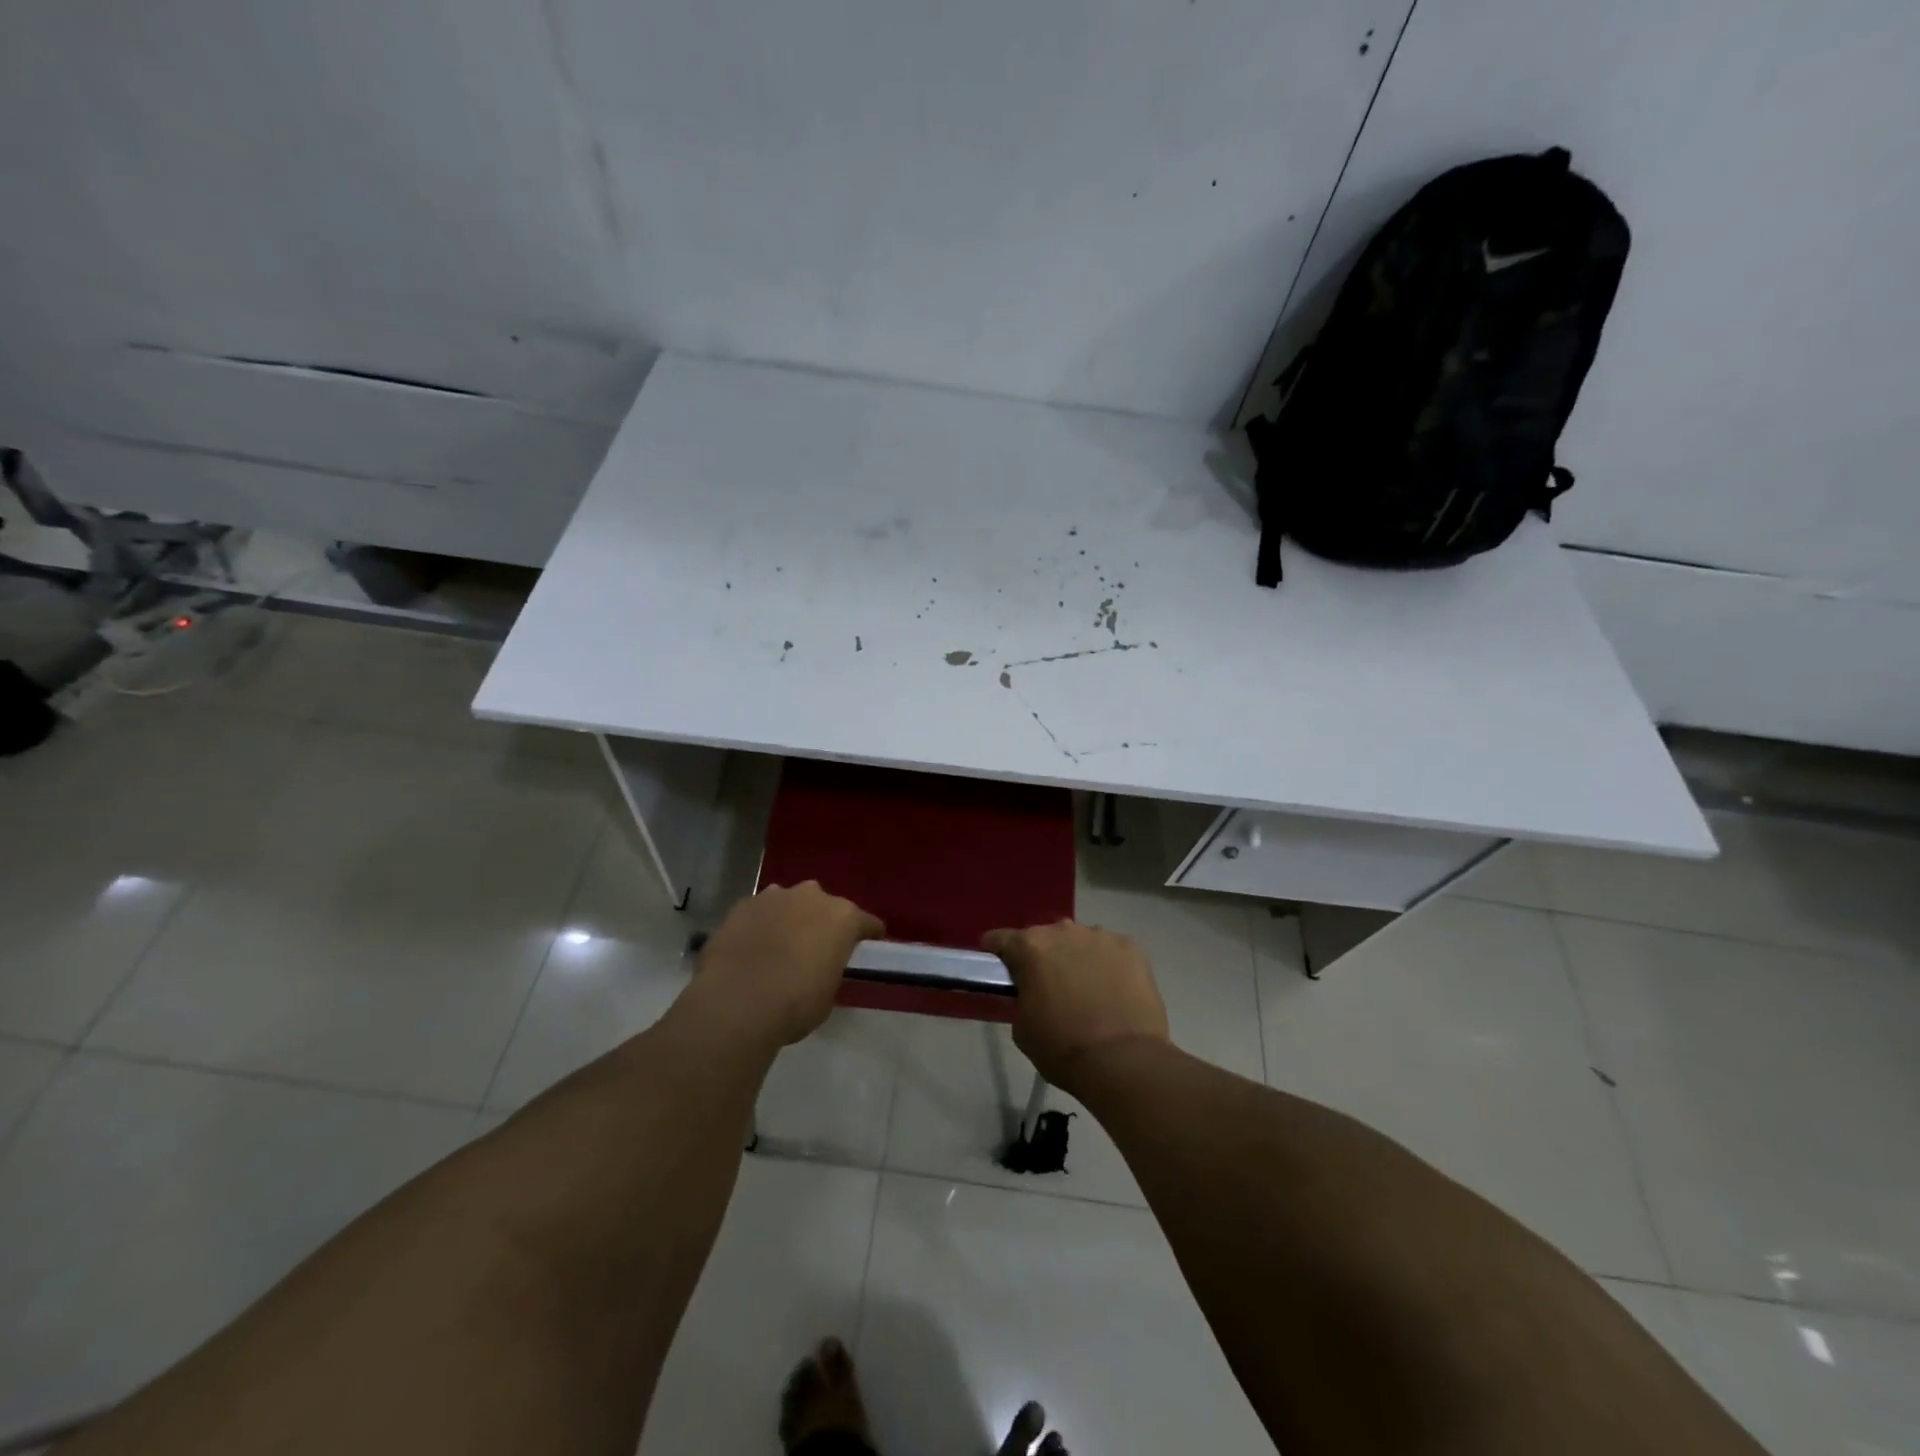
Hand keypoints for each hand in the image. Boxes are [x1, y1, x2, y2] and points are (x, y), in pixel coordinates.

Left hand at [691, 882, 884, 1048]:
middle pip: (826, 906)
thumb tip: (820, 968)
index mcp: (843, 918)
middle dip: (823, 923)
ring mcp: (775, 896)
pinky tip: (752, 947)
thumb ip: (830, 970)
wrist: (736, 1002)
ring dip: (790, 918)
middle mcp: (813, 897)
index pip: (867, 923)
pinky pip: (761, 911)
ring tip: (779, 946)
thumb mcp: (828, 994)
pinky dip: (761, 924)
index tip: (865, 949)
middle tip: (815, 949)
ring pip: (791, 903)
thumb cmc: (794, 1004)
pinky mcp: (744, 904)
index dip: (868, 936)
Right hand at [981, 920, 1168, 1090]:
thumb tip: (1030, 992)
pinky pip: (1110, 951)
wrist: (1123, 1062)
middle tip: (1048, 986)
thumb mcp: (1022, 1028)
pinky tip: (1113, 990)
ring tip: (1087, 989)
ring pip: (1080, 942)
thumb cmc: (1063, 1048)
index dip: (996, 953)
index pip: (1000, 939)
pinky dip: (1108, 965)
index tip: (999, 967)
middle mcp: (1063, 931)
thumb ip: (1021, 998)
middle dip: (1043, 957)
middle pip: (1044, 938)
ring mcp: (1101, 936)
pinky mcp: (1131, 947)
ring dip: (1077, 958)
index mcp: (1030, 947)